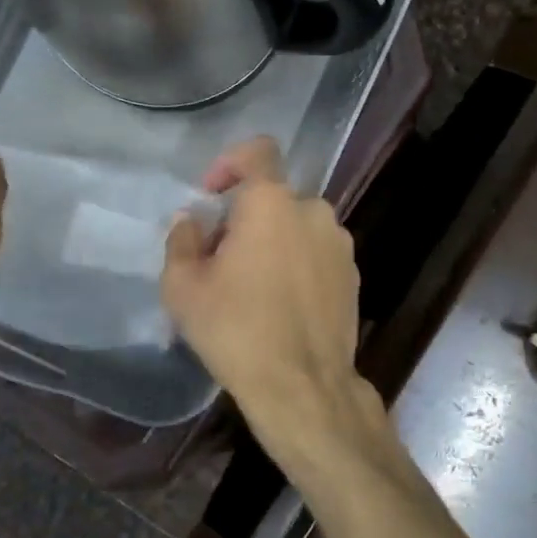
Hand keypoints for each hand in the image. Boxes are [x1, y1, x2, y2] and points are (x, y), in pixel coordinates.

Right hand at [161, 138, 374, 440]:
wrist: (302, 386)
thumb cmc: (236, 330)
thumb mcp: (184, 287)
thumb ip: (182, 240)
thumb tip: (192, 221)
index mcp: (272, 203)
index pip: (257, 151)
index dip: (230, 162)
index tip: (212, 195)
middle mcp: (314, 212)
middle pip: (274, 197)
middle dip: (245, 217)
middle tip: (221, 258)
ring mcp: (340, 245)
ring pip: (297, 227)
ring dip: (273, 241)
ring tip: (252, 286)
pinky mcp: (354, 276)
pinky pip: (317, 253)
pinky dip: (297, 264)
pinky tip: (282, 304)